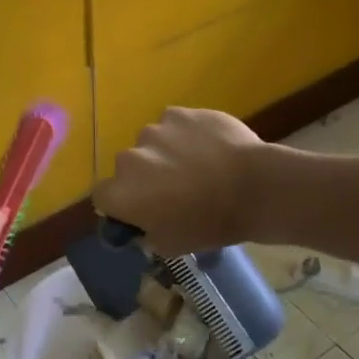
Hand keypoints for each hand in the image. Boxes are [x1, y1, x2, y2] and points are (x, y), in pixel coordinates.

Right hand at [94, 107, 266, 253]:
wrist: (255, 187)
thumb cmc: (211, 223)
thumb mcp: (172, 245)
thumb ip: (146, 233)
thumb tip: (142, 224)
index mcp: (122, 193)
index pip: (103, 196)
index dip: (120, 204)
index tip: (142, 210)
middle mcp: (129, 157)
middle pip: (128, 167)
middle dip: (145, 176)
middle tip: (175, 190)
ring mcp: (154, 130)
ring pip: (151, 143)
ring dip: (164, 153)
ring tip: (198, 165)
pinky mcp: (178, 113)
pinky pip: (173, 124)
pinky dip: (185, 134)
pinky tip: (209, 147)